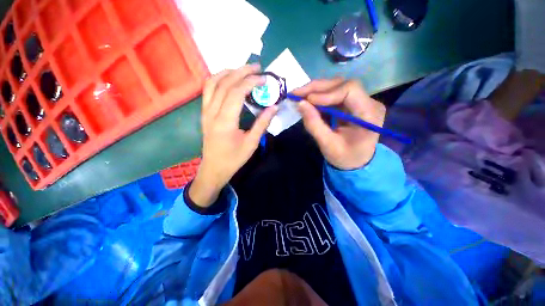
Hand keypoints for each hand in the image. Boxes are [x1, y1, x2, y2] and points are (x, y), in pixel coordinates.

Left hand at [189, 65, 277, 206]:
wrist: (213, 169)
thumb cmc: (233, 159)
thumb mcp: (251, 143)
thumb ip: (262, 124)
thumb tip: (273, 107)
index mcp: (225, 121)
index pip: (236, 92)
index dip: (251, 82)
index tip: (264, 78)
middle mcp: (212, 112)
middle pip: (225, 83)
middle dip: (241, 71)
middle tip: (257, 67)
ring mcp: (205, 111)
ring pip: (212, 83)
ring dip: (228, 72)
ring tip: (243, 70)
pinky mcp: (204, 113)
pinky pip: (208, 90)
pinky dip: (218, 80)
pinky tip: (229, 80)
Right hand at [292, 78, 385, 169]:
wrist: (356, 162)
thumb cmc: (345, 157)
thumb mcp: (328, 145)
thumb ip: (314, 124)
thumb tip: (300, 103)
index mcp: (369, 114)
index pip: (350, 90)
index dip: (326, 93)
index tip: (307, 100)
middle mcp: (368, 102)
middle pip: (342, 84)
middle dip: (316, 88)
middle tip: (296, 93)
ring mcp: (360, 101)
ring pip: (336, 86)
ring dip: (316, 90)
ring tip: (299, 95)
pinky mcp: (351, 104)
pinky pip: (333, 94)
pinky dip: (318, 97)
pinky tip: (307, 100)